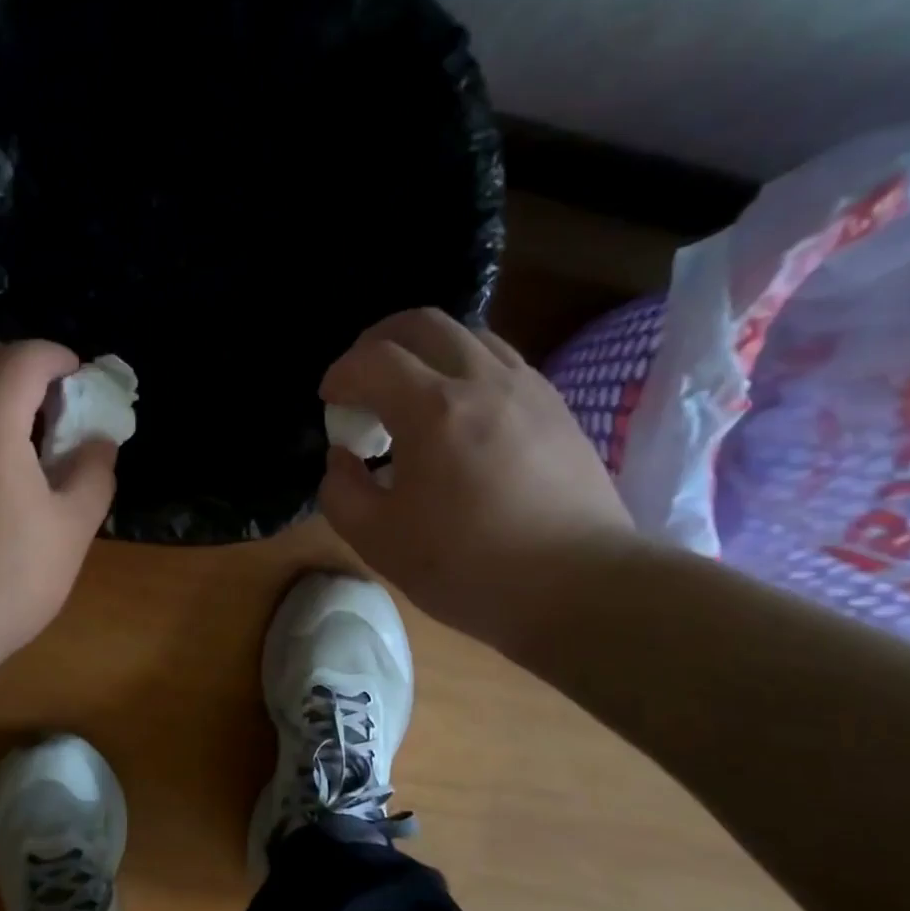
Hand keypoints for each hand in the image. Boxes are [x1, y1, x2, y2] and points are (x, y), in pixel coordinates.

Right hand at [318, 309, 639, 654]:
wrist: (579, 587)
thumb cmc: (469, 566)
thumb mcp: (378, 541)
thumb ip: (341, 492)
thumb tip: (342, 459)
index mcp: (433, 409)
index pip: (373, 360)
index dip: (341, 374)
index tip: (330, 401)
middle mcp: (482, 381)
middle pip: (423, 324)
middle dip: (379, 341)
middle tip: (363, 379)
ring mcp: (528, 389)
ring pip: (469, 334)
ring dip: (426, 351)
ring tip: (411, 392)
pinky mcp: (557, 408)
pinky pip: (502, 362)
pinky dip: (466, 369)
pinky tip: (460, 413)